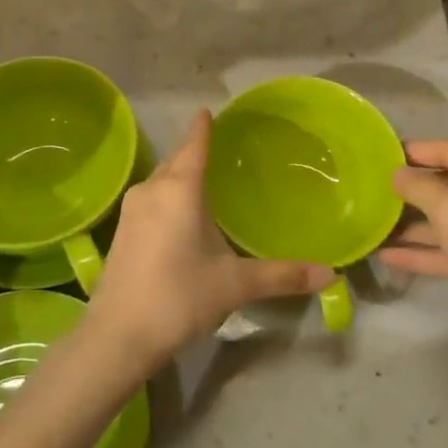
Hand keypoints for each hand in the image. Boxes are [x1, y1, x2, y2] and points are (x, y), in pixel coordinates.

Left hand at [84, 111, 333, 371]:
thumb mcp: (235, 284)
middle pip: (176, 160)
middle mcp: (152, 190)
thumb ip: (281, 276)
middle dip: (193, 151)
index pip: (194, 145)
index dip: (203, 127)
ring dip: (179, 176)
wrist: (116, 336)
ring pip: (160, 181)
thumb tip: (331, 274)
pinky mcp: (121, 233)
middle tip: (218, 147)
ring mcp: (131, 212)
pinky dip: (167, 196)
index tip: (207, 110)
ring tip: (202, 178)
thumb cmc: (179, 297)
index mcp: (180, 189)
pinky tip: (178, 215)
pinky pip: (150, 200)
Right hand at [380, 141, 447, 367]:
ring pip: (447, 219)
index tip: (382, 151)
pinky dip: (423, 251)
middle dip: (412, 188)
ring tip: (373, 221)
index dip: (417, 150)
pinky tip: (387, 256)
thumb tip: (396, 173)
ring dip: (413, 223)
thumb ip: (419, 187)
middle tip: (373, 185)